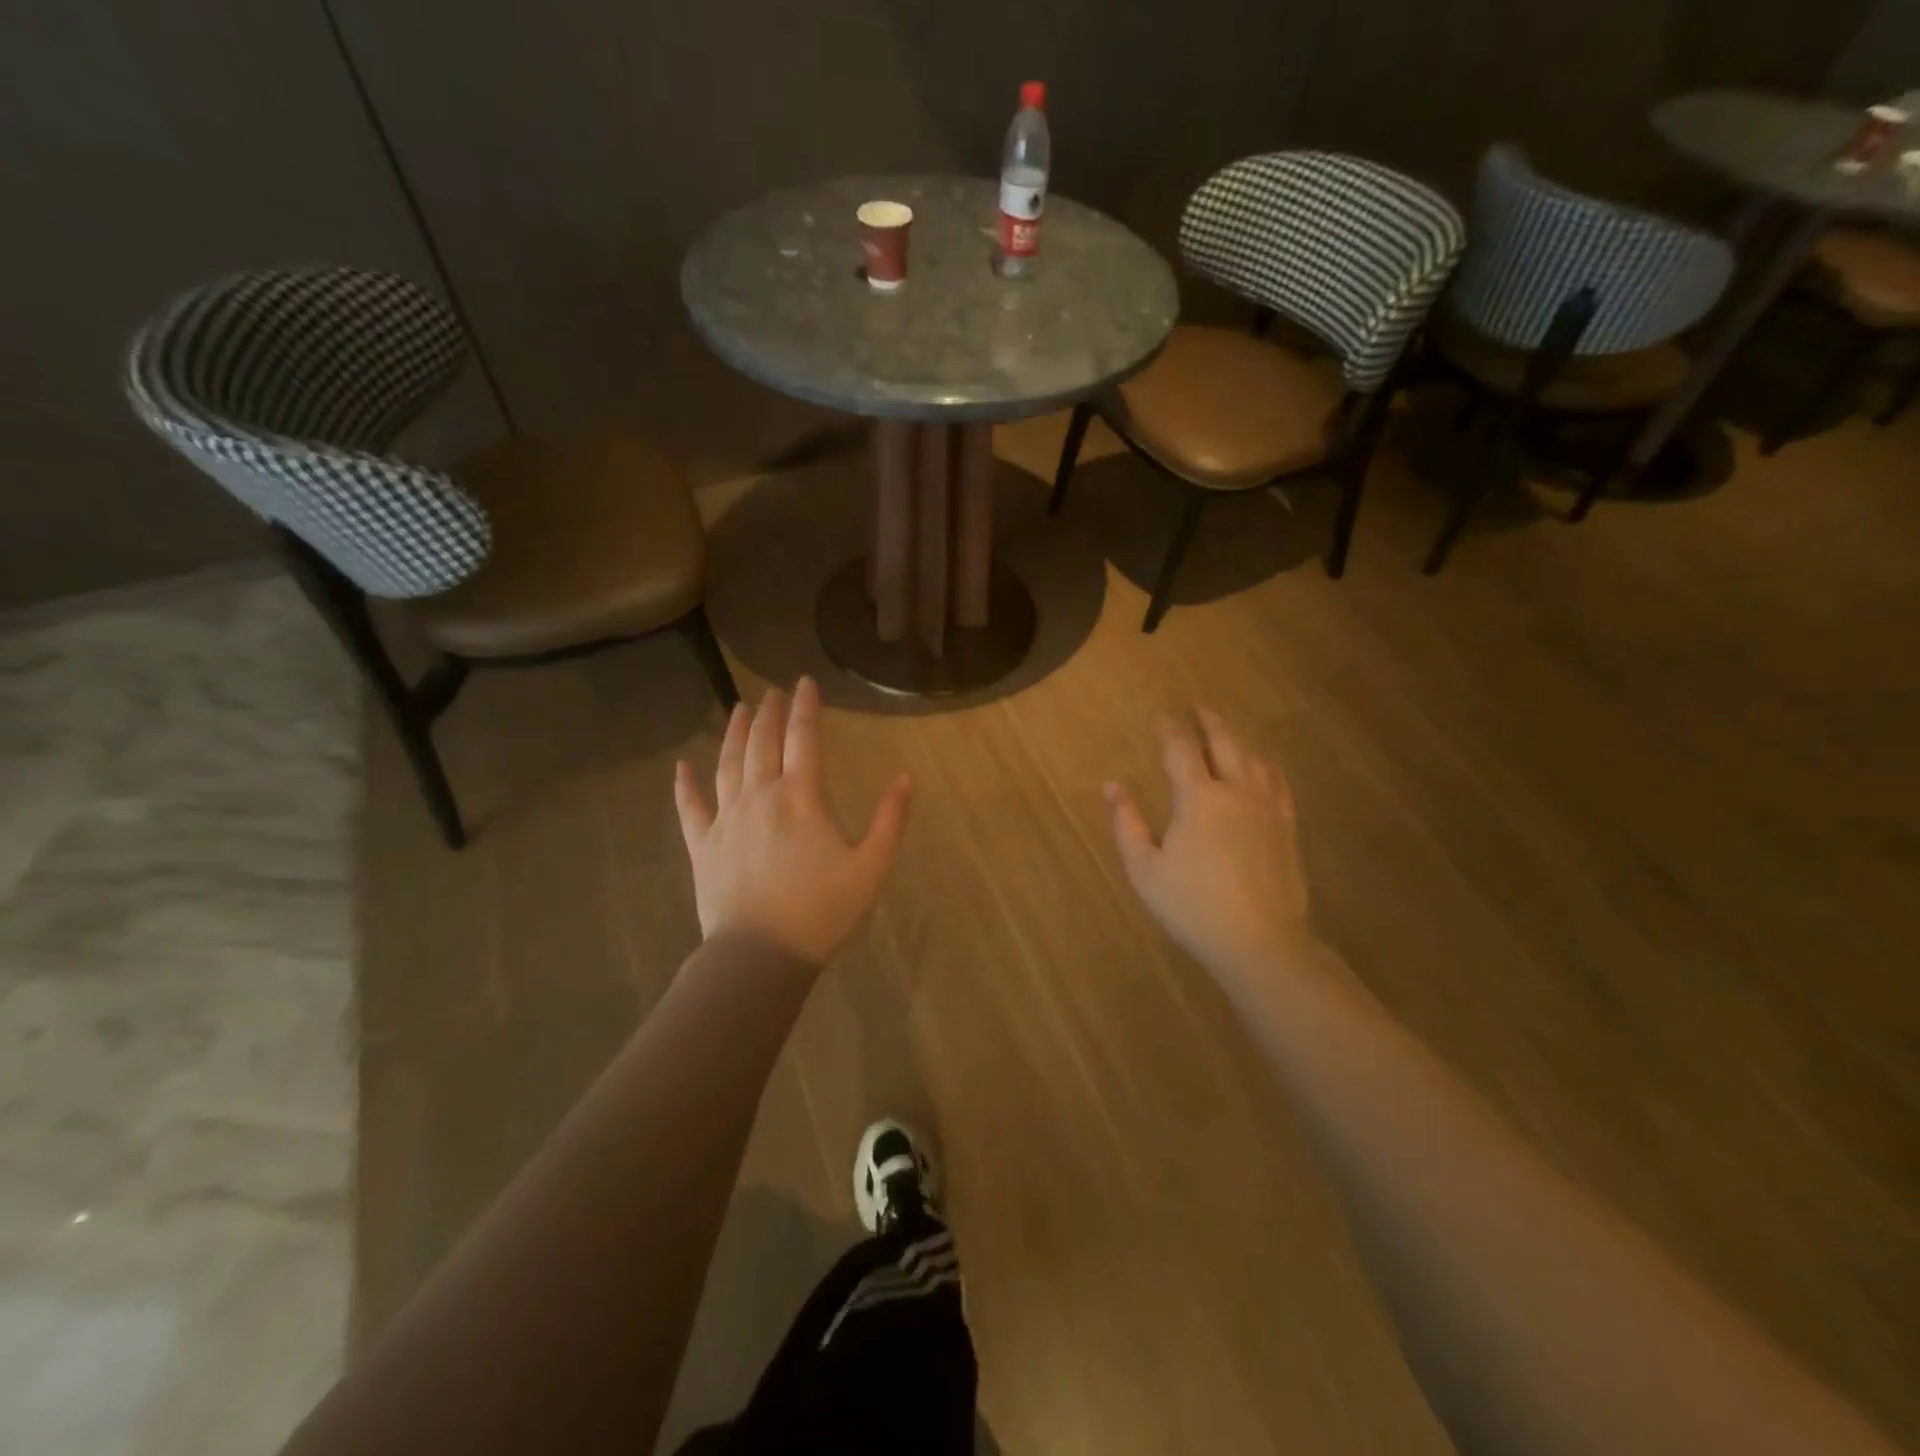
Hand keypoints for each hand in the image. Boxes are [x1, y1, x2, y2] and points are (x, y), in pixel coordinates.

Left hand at [674, 677, 909, 965]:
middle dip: (769, 712)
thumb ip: (890, 820)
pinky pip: (690, 807)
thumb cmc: (821, 911)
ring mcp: (727, 819)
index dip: (805, 707)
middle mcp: (760, 796)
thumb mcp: (871, 868)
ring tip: (738, 709)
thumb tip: (904, 778)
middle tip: (772, 692)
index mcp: (801, 797)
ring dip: (734, 733)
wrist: (760, 955)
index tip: (805, 682)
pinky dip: (685, 785)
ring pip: (727, 763)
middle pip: (762, 742)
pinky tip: (682, 766)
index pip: (803, 738)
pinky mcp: (703, 845)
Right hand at [1105, 708, 1313, 982]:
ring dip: (1237, 736)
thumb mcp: (1145, 869)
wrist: (1260, 942)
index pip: (1181, 749)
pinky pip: (1277, 780)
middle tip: (1196, 705)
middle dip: (1208, 720)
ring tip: (1225, 728)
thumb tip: (1112, 785)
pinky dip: (1265, 762)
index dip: (1168, 728)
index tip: (1159, 716)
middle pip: (1224, 741)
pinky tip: (1262, 763)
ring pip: (1254, 756)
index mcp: (1198, 798)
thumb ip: (1126, 823)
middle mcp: (1236, 791)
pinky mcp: (1286, 825)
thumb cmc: (1193, 907)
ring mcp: (1266, 807)